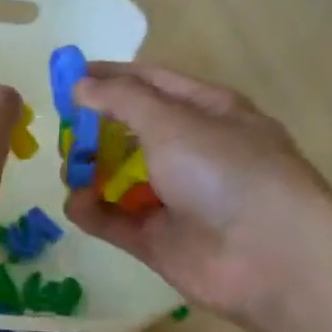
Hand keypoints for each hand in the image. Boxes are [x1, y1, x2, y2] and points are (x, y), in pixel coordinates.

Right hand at [62, 64, 331, 326]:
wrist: (267, 255)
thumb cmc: (227, 173)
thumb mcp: (174, 122)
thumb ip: (122, 101)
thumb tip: (80, 84)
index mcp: (205, 112)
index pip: (149, 84)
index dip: (109, 78)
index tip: (66, 77)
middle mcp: (187, 151)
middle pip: (127, 132)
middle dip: (92, 130)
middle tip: (64, 133)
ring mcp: (168, 197)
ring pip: (114, 177)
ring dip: (87, 171)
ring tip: (70, 171)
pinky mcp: (152, 238)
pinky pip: (110, 219)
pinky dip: (90, 210)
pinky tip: (78, 203)